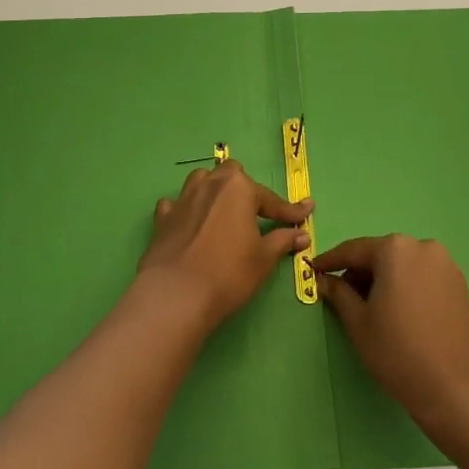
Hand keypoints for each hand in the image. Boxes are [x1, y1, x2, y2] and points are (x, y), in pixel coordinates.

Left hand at [136, 161, 310, 326]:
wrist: (178, 294)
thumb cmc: (229, 273)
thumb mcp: (264, 258)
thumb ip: (282, 240)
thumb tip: (302, 234)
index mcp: (238, 188)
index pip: (271, 199)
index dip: (290, 211)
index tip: (306, 212)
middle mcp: (210, 184)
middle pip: (231, 175)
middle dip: (245, 189)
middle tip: (255, 213)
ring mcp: (183, 199)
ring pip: (201, 181)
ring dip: (213, 190)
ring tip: (222, 209)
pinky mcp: (163, 218)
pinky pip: (175, 204)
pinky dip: (184, 210)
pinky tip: (189, 222)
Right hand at [313, 235, 468, 441]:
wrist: (456, 389)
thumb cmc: (398, 351)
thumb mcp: (358, 322)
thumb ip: (338, 293)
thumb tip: (323, 280)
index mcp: (395, 249)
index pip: (353, 251)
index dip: (330, 262)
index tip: (313, 271)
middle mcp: (423, 247)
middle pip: (381, 255)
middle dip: (359, 273)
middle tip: (340, 295)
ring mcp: (446, 266)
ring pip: (402, 266)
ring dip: (382, 280)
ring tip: (368, 308)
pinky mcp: (460, 286)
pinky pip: (421, 277)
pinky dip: (404, 287)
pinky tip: (396, 312)